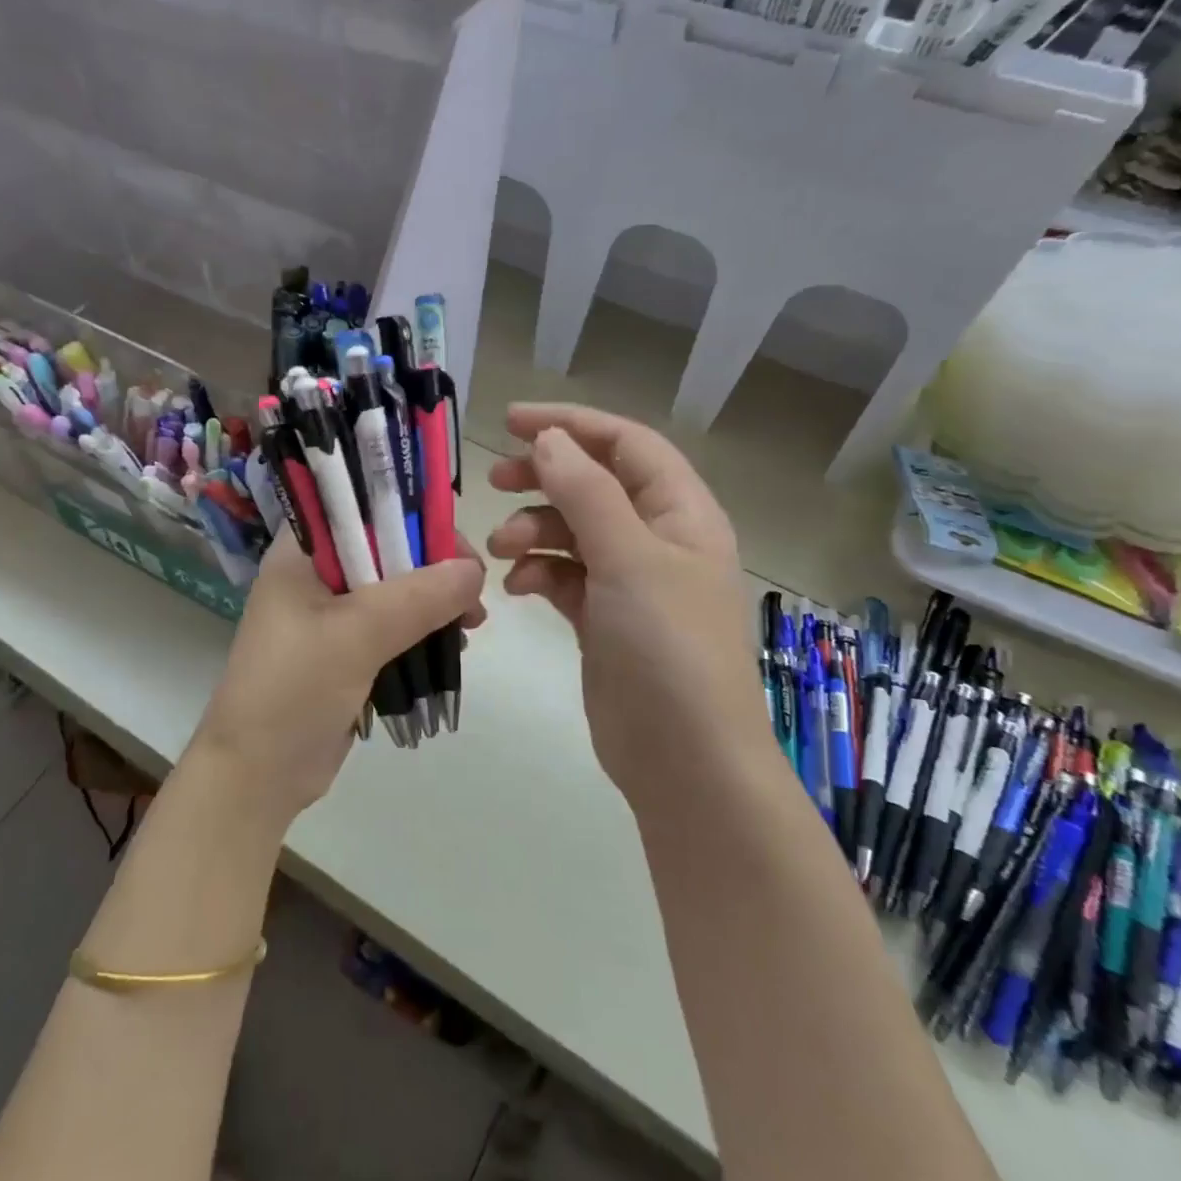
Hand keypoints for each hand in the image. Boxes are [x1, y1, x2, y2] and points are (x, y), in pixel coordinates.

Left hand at [188, 533, 485, 828]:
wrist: (258, 775)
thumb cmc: (294, 690)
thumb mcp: (357, 635)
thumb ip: (418, 597)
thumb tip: (474, 570)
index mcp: (299, 553)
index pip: (359, 505)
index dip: (409, 510)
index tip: (453, 540)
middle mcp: (314, 574)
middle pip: (384, 546)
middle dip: (432, 564)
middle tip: (473, 590)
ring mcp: (329, 614)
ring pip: (394, 588)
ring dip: (434, 599)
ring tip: (472, 622)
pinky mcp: (345, 650)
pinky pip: (392, 625)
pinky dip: (423, 629)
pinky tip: (453, 644)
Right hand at [485, 402, 765, 807]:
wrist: (683, 759)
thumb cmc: (666, 647)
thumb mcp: (628, 557)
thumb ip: (586, 491)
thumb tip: (548, 438)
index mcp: (682, 513)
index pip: (626, 444)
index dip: (572, 424)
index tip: (511, 421)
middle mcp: (658, 539)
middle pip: (595, 484)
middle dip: (544, 477)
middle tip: (496, 480)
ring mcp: (631, 582)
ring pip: (573, 531)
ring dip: (534, 531)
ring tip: (500, 549)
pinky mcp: (604, 619)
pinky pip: (565, 576)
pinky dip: (538, 573)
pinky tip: (516, 588)